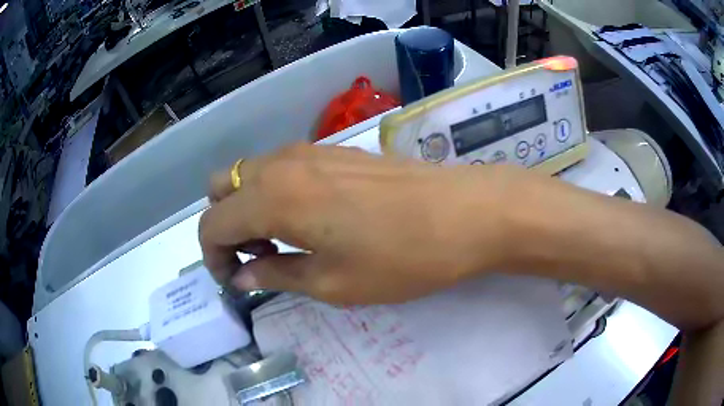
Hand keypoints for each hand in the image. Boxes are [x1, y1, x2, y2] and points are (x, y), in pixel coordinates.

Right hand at [199, 143, 516, 304]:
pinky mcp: (334, 150)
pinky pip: (282, 168)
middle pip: (223, 186)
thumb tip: (242, 278)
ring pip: (251, 174)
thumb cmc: (399, 258)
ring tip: (281, 242)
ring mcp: (309, 150)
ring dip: (248, 207)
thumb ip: (276, 275)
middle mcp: (281, 164)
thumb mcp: (332, 282)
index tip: (234, 282)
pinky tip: (308, 218)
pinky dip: (274, 192)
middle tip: (256, 257)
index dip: (213, 257)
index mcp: (272, 197)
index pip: (212, 224)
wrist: (464, 213)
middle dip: (225, 224)